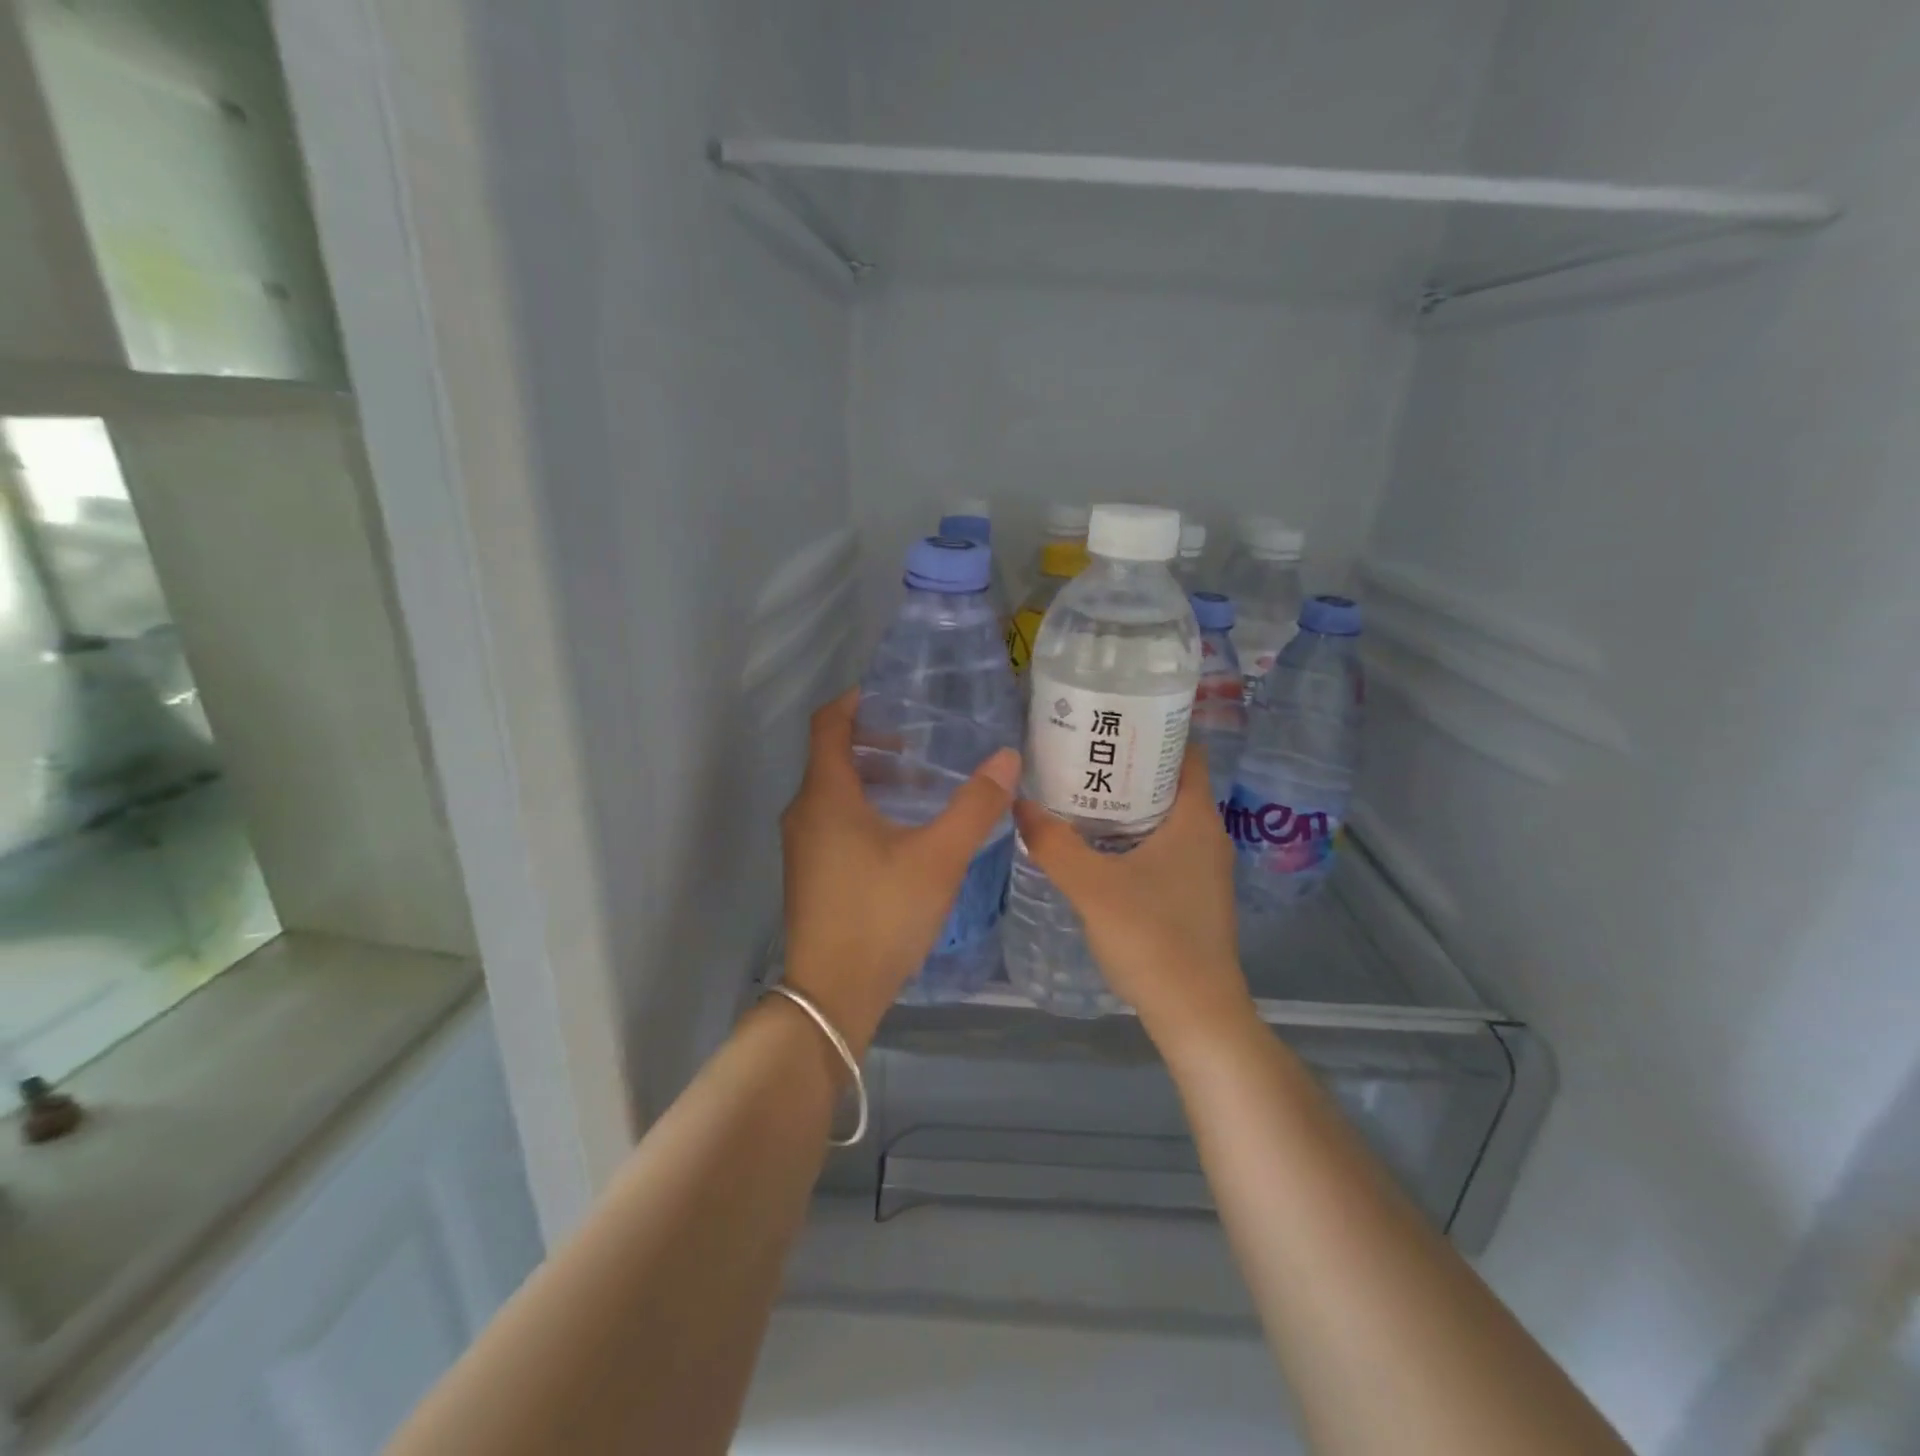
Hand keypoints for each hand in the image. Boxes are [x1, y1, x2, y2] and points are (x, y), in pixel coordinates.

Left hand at [780, 689, 1020, 1054]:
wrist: (832, 995)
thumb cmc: (882, 914)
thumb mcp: (938, 858)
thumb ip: (975, 806)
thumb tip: (1007, 757)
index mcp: (826, 794)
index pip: (828, 723)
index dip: (856, 701)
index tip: (894, 695)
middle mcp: (805, 811)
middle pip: (833, 755)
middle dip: (876, 742)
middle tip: (924, 742)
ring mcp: (803, 845)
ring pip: (835, 790)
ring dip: (875, 778)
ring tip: (924, 785)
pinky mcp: (810, 872)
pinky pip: (834, 819)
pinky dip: (866, 807)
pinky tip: (905, 831)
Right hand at [1013, 745, 1256, 1053]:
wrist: (1196, 1014)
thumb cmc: (1153, 938)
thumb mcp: (1092, 887)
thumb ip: (1053, 843)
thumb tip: (1018, 802)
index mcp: (1195, 817)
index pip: (1186, 750)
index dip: (1152, 729)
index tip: (1108, 722)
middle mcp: (1207, 833)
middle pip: (1170, 781)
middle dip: (1128, 764)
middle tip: (1079, 754)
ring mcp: (1203, 866)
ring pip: (1164, 816)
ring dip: (1127, 802)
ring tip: (1078, 792)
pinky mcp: (1192, 893)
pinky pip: (1162, 845)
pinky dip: (1133, 834)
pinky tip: (1096, 845)